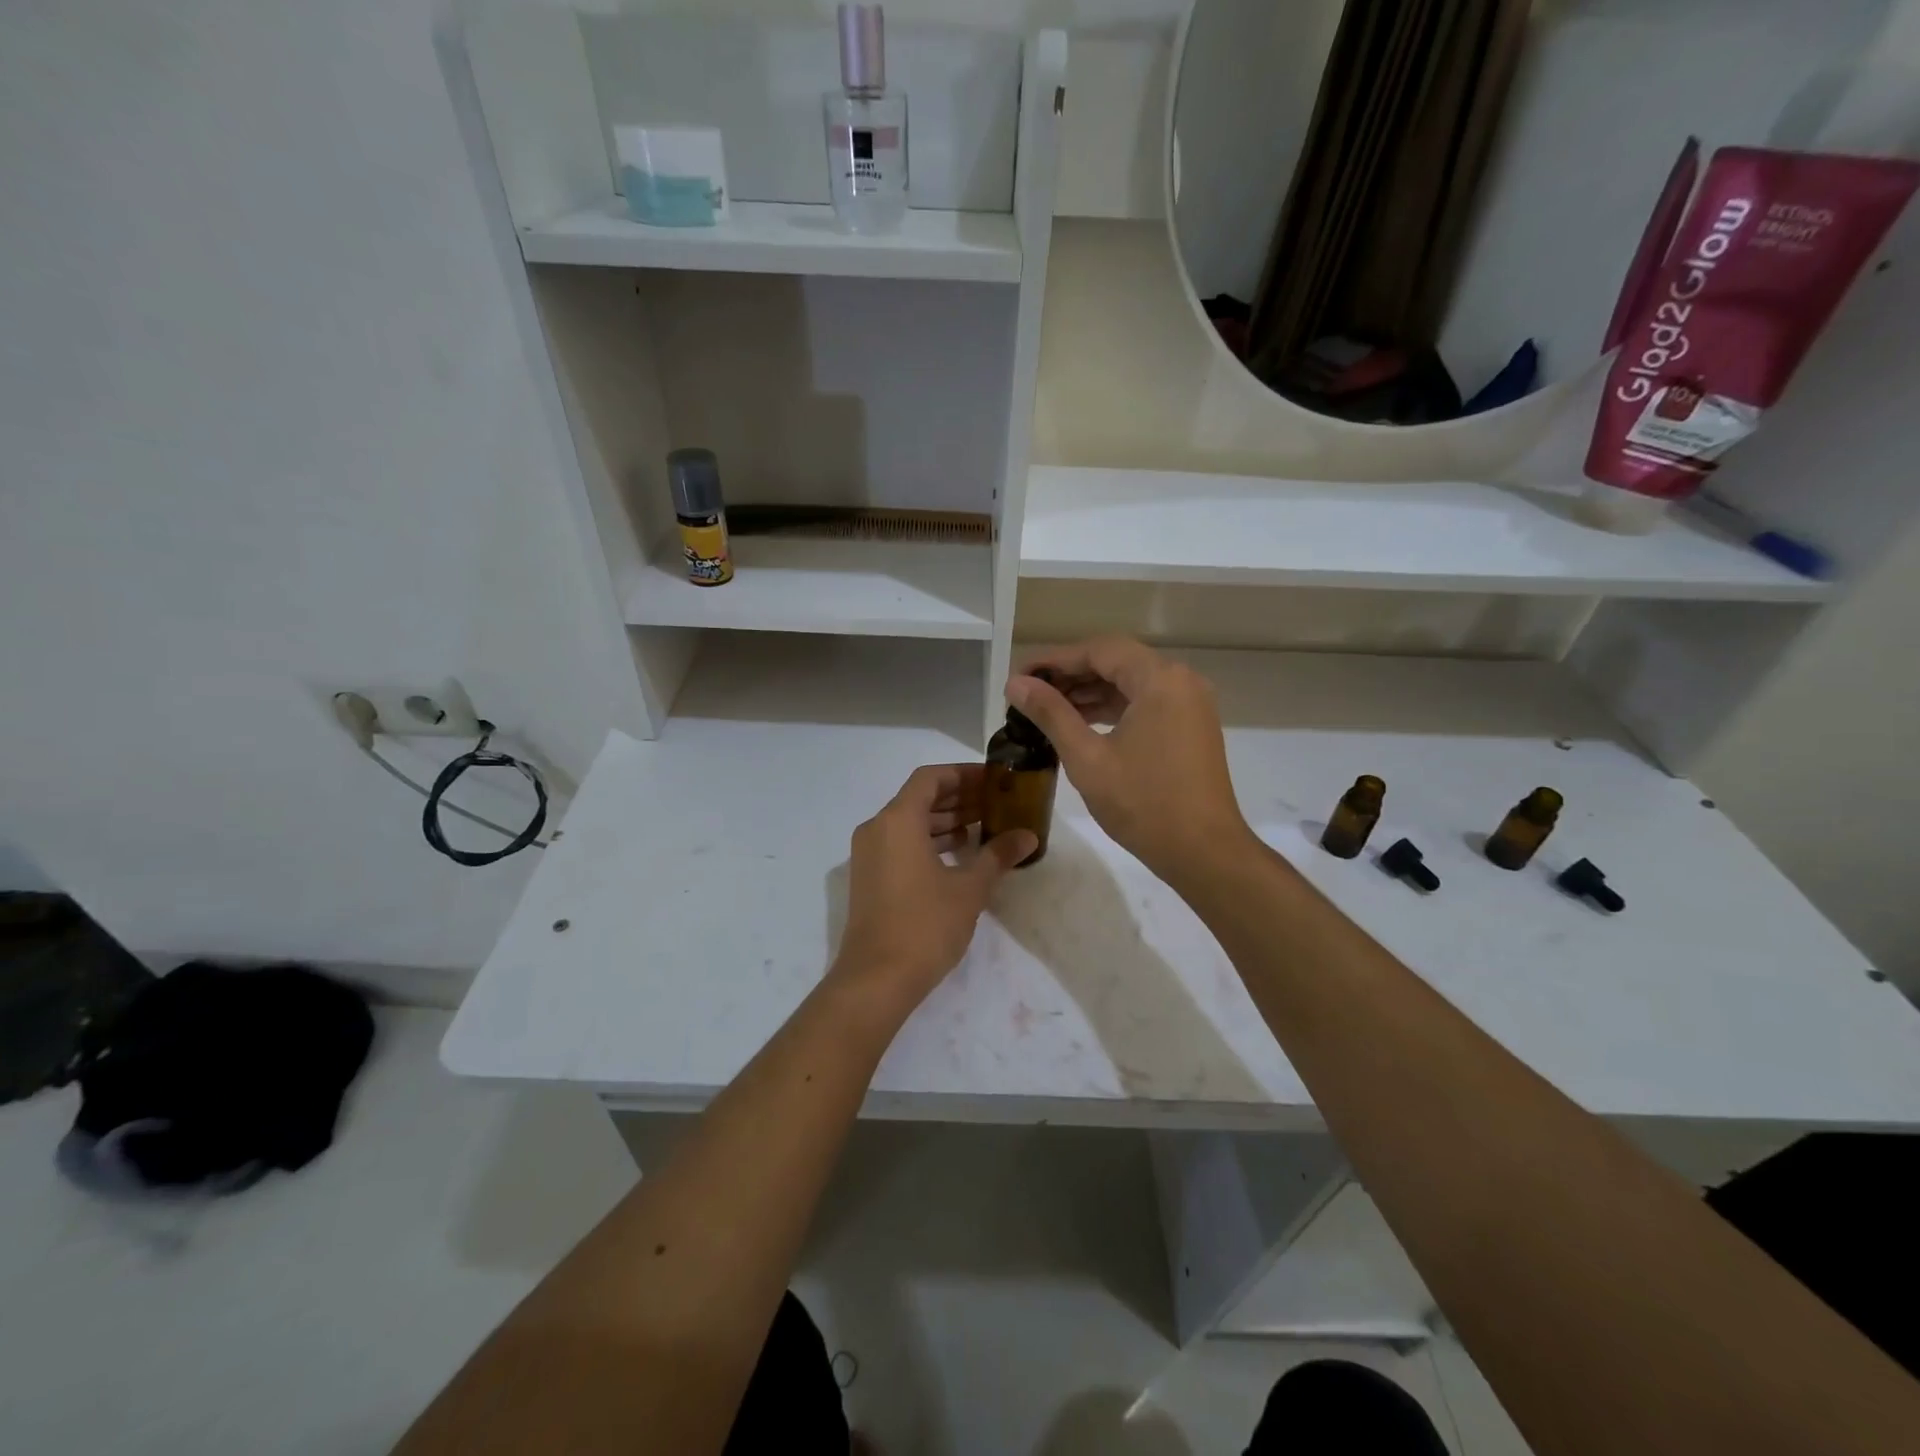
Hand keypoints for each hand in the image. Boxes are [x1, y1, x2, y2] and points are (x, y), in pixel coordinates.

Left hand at [829, 764, 1034, 1015]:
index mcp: (898, 820)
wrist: (876, 979)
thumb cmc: (925, 925)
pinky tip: (958, 854)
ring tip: (982, 825)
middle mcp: (877, 829)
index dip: (963, 774)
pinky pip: (900, 843)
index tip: (993, 780)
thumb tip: (1028, 836)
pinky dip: (928, 840)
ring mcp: (868, 854)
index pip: (930, 778)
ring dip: (944, 820)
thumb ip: (998, 855)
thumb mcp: (969, 889)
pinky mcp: (869, 877)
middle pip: (919, 798)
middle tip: (995, 802)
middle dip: (957, 797)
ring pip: (909, 822)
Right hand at [1008, 638, 1253, 889]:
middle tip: (1028, 693)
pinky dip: (1113, 708)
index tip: (1019, 677)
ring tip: (1046, 709)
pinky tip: (1081, 723)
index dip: (1054, 660)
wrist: (1204, 853)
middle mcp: (1181, 681)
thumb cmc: (1143, 804)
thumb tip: (1016, 684)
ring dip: (1090, 692)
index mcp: (1160, 679)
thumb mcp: (1087, 757)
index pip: (1099, 650)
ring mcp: (1190, 704)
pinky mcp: (1191, 726)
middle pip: (1116, 662)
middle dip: (1070, 675)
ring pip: (1131, 683)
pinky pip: (1145, 703)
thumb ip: (1050, 714)